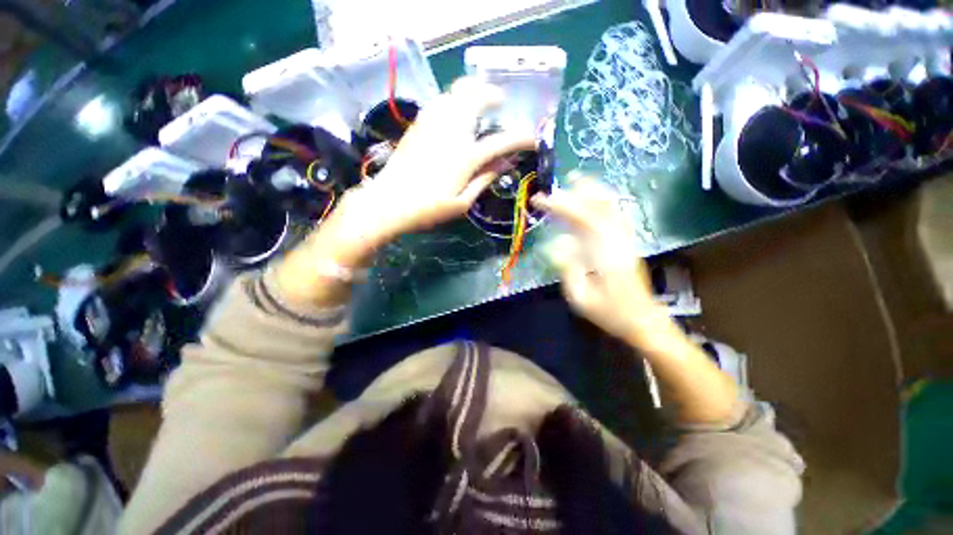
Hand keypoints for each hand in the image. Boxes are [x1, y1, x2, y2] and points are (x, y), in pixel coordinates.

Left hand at [275, 78, 534, 306]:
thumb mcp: (462, 202)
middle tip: (501, 103)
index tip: (533, 138)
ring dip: (473, 91)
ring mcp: (432, 124)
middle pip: (476, 97)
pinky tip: (456, 111)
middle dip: (493, 94)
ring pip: (455, 92)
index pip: (501, 141)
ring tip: (480, 101)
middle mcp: (451, 131)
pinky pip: (440, 101)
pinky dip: (454, 99)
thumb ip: (485, 179)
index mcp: (465, 156)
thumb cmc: (428, 208)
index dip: (521, 138)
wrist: (388, 202)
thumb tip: (505, 164)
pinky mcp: (418, 124)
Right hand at [531, 177, 672, 344]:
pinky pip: (618, 215)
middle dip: (575, 193)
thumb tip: (557, 244)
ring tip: (576, 181)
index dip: (562, 206)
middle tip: (555, 187)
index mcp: (605, 255)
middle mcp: (618, 241)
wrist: (643, 321)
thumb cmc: (610, 313)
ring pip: (611, 208)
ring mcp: (626, 240)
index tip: (542, 200)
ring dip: (593, 191)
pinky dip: (606, 202)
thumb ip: (568, 269)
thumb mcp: (581, 299)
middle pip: (599, 207)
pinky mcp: (628, 243)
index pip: (582, 220)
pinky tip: (597, 198)